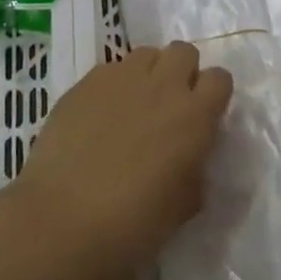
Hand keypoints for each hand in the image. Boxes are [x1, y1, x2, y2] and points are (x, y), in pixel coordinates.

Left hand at [11, 43, 232, 279]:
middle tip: (168, 106)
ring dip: (148, 73)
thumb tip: (191, 164)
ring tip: (133, 105)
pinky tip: (99, 116)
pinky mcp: (85, 83)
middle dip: (181, 72)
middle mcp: (163, 86)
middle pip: (183, 52)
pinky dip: (113, 85)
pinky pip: (110, 70)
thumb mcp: (180, 210)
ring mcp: (121, 79)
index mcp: (194, 117)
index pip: (220, 79)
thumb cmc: (130, 227)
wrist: (60, 223)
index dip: (212, 95)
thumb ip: (193, 176)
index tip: (202, 117)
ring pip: (146, 54)